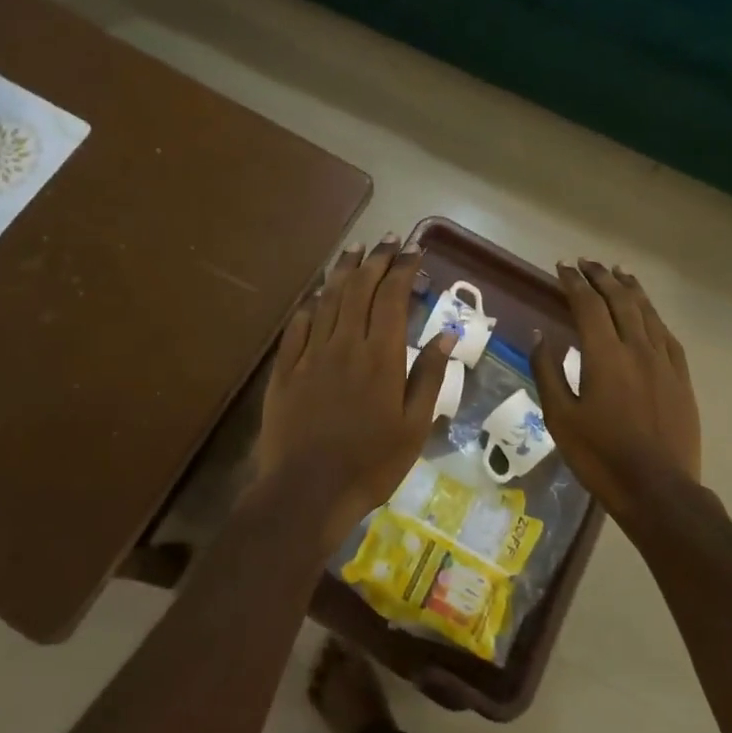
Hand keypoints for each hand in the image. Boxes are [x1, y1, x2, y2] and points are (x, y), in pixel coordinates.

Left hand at [250, 237, 454, 547]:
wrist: (306, 492)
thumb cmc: (370, 464)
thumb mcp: (414, 427)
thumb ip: (429, 377)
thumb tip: (447, 336)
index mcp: (380, 357)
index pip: (391, 298)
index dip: (402, 269)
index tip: (413, 250)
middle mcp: (344, 345)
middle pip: (358, 290)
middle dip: (374, 260)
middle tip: (387, 240)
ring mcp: (310, 356)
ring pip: (326, 300)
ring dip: (342, 272)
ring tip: (354, 250)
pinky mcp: (284, 371)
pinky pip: (296, 327)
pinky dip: (309, 305)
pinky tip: (316, 295)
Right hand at [532, 260, 701, 520]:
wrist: (658, 489)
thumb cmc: (600, 455)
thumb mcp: (560, 417)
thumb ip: (548, 371)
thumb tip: (541, 335)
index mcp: (604, 355)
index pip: (588, 305)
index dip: (573, 283)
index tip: (562, 267)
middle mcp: (637, 348)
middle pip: (620, 300)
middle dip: (601, 277)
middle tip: (586, 262)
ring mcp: (664, 362)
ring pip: (647, 312)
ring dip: (630, 288)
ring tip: (618, 272)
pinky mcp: (681, 378)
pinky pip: (667, 335)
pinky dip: (653, 315)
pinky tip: (648, 312)